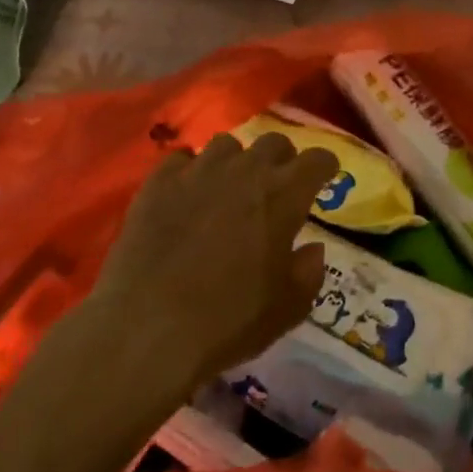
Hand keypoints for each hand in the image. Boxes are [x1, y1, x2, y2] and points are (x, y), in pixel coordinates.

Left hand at [87, 132, 334, 389]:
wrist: (147, 329)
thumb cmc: (229, 321)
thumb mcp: (288, 308)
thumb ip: (309, 272)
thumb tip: (313, 248)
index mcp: (284, 194)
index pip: (318, 159)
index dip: (325, 166)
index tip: (325, 178)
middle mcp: (245, 170)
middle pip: (274, 142)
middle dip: (282, 159)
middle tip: (277, 186)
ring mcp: (198, 171)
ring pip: (227, 145)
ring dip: (236, 162)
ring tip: (229, 187)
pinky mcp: (158, 182)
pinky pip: (181, 159)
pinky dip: (190, 171)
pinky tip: (186, 195)